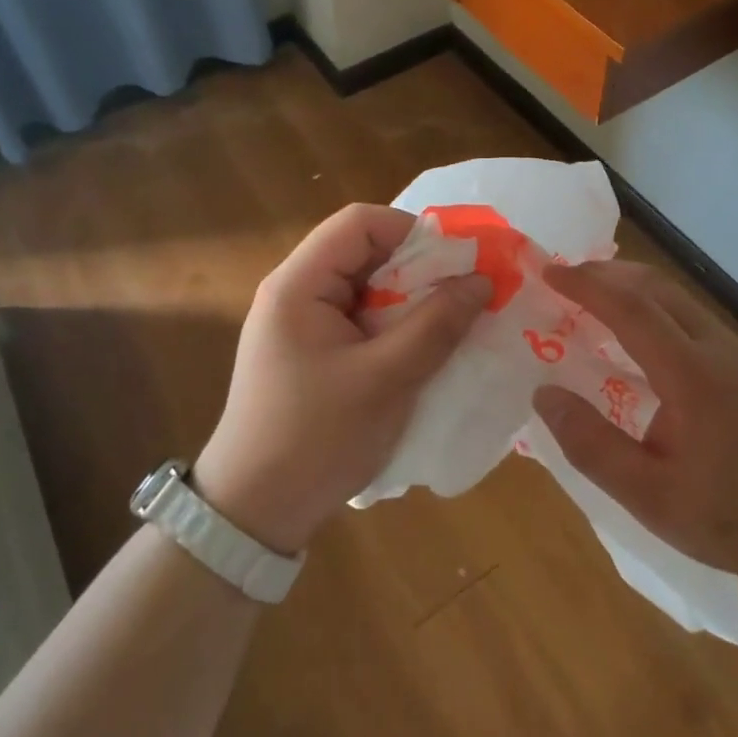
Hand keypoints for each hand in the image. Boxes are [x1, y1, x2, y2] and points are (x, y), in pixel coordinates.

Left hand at [194, 204, 488, 555]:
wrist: (254, 513)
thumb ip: (436, 325)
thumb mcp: (385, 380)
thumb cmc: (316, 439)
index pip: (359, 223)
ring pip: (365, 287)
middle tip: (463, 295)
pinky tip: (421, 350)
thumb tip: (482, 280)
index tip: (456, 262)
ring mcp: (301, 323)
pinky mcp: (311, 351)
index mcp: (298, 284)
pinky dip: (393, 326)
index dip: (411, 230)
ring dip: (408, 300)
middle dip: (417, 268)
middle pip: (363, 252)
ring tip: (450, 323)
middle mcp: (295, 292)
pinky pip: (359, 319)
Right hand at [532, 260, 737, 583]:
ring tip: (593, 301)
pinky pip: (691, 318)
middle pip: (657, 287)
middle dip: (607, 273)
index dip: (586, 285)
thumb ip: (592, 445)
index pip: (630, 308)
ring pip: (677, 298)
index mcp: (691, 374)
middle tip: (565, 279)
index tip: (548, 272)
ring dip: (632, 288)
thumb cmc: (734, 518)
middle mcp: (716, 349)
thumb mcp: (650, 496)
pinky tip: (639, 342)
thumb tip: (544, 394)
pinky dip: (653, 309)